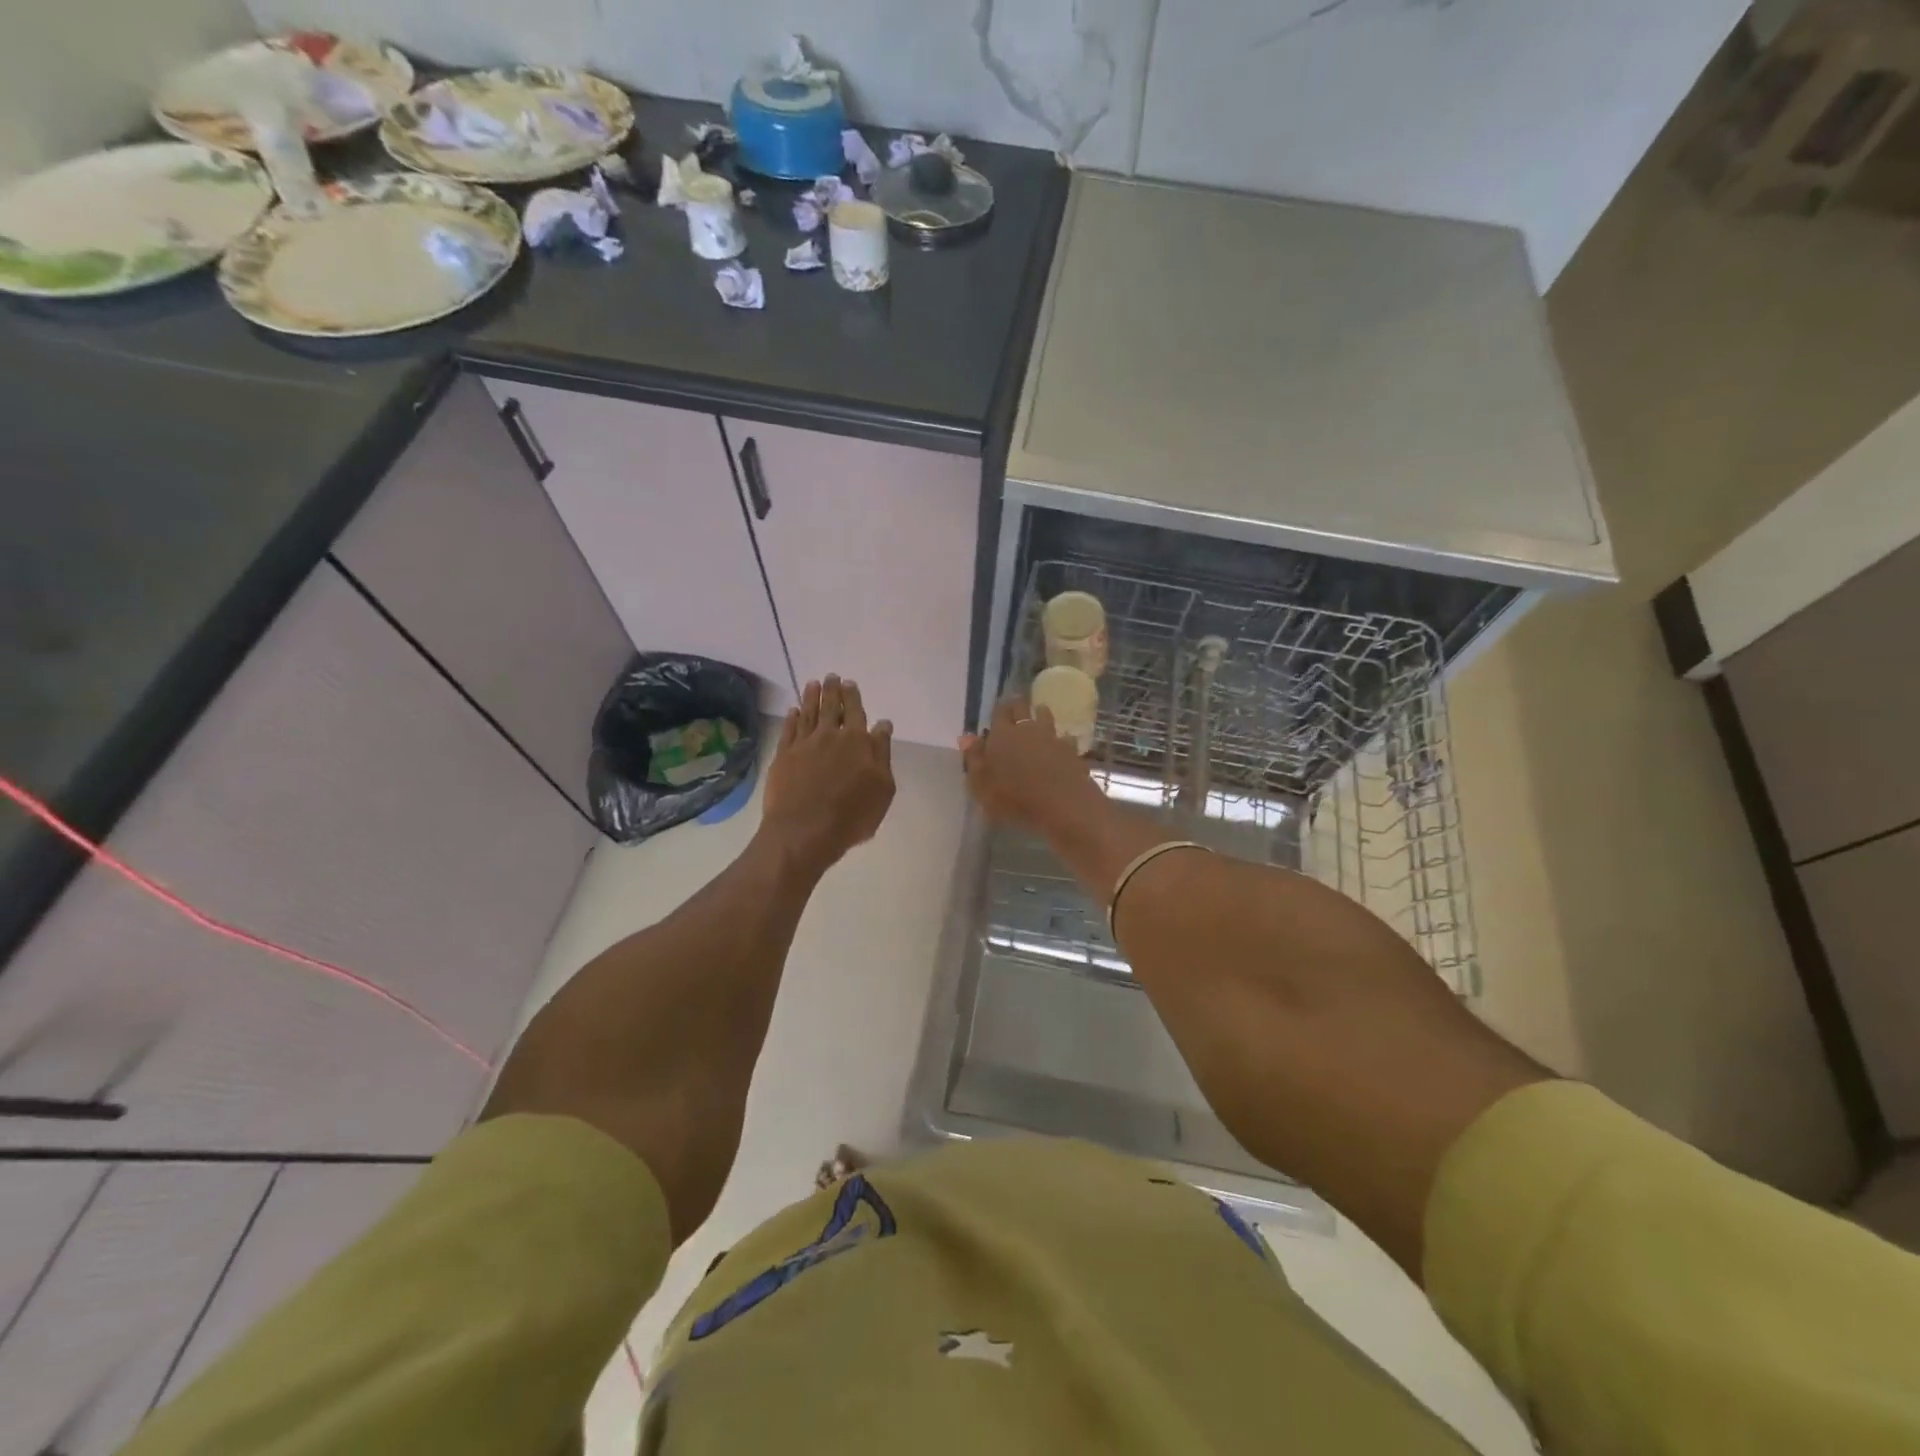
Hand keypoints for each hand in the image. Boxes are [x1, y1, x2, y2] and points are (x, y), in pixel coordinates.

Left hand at [760, 676, 895, 875]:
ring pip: (808, 713)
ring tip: (812, 684)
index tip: (850, 683)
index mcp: (857, 741)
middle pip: (830, 707)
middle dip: (832, 690)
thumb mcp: (882, 788)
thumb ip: (882, 753)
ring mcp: (803, 744)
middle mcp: (829, 735)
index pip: (856, 711)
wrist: (804, 831)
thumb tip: (883, 725)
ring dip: (811, 697)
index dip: (853, 696)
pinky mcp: (783, 756)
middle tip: (831, 677)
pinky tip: (793, 711)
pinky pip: (789, 730)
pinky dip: (792, 717)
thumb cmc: (852, 815)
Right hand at [959, 697, 1101, 834]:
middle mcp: (1027, 729)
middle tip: (1016, 706)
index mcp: (1002, 735)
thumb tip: (966, 737)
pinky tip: (1063, 744)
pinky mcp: (1071, 751)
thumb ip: (974, 759)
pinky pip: (1065, 738)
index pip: (999, 712)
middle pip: (1022, 708)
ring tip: (1040, 712)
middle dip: (1018, 706)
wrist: (1061, 804)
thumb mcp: (981, 785)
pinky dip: (1062, 739)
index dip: (998, 710)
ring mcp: (1052, 738)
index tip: (999, 709)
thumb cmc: (1013, 798)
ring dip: (1041, 714)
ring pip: (1045, 717)